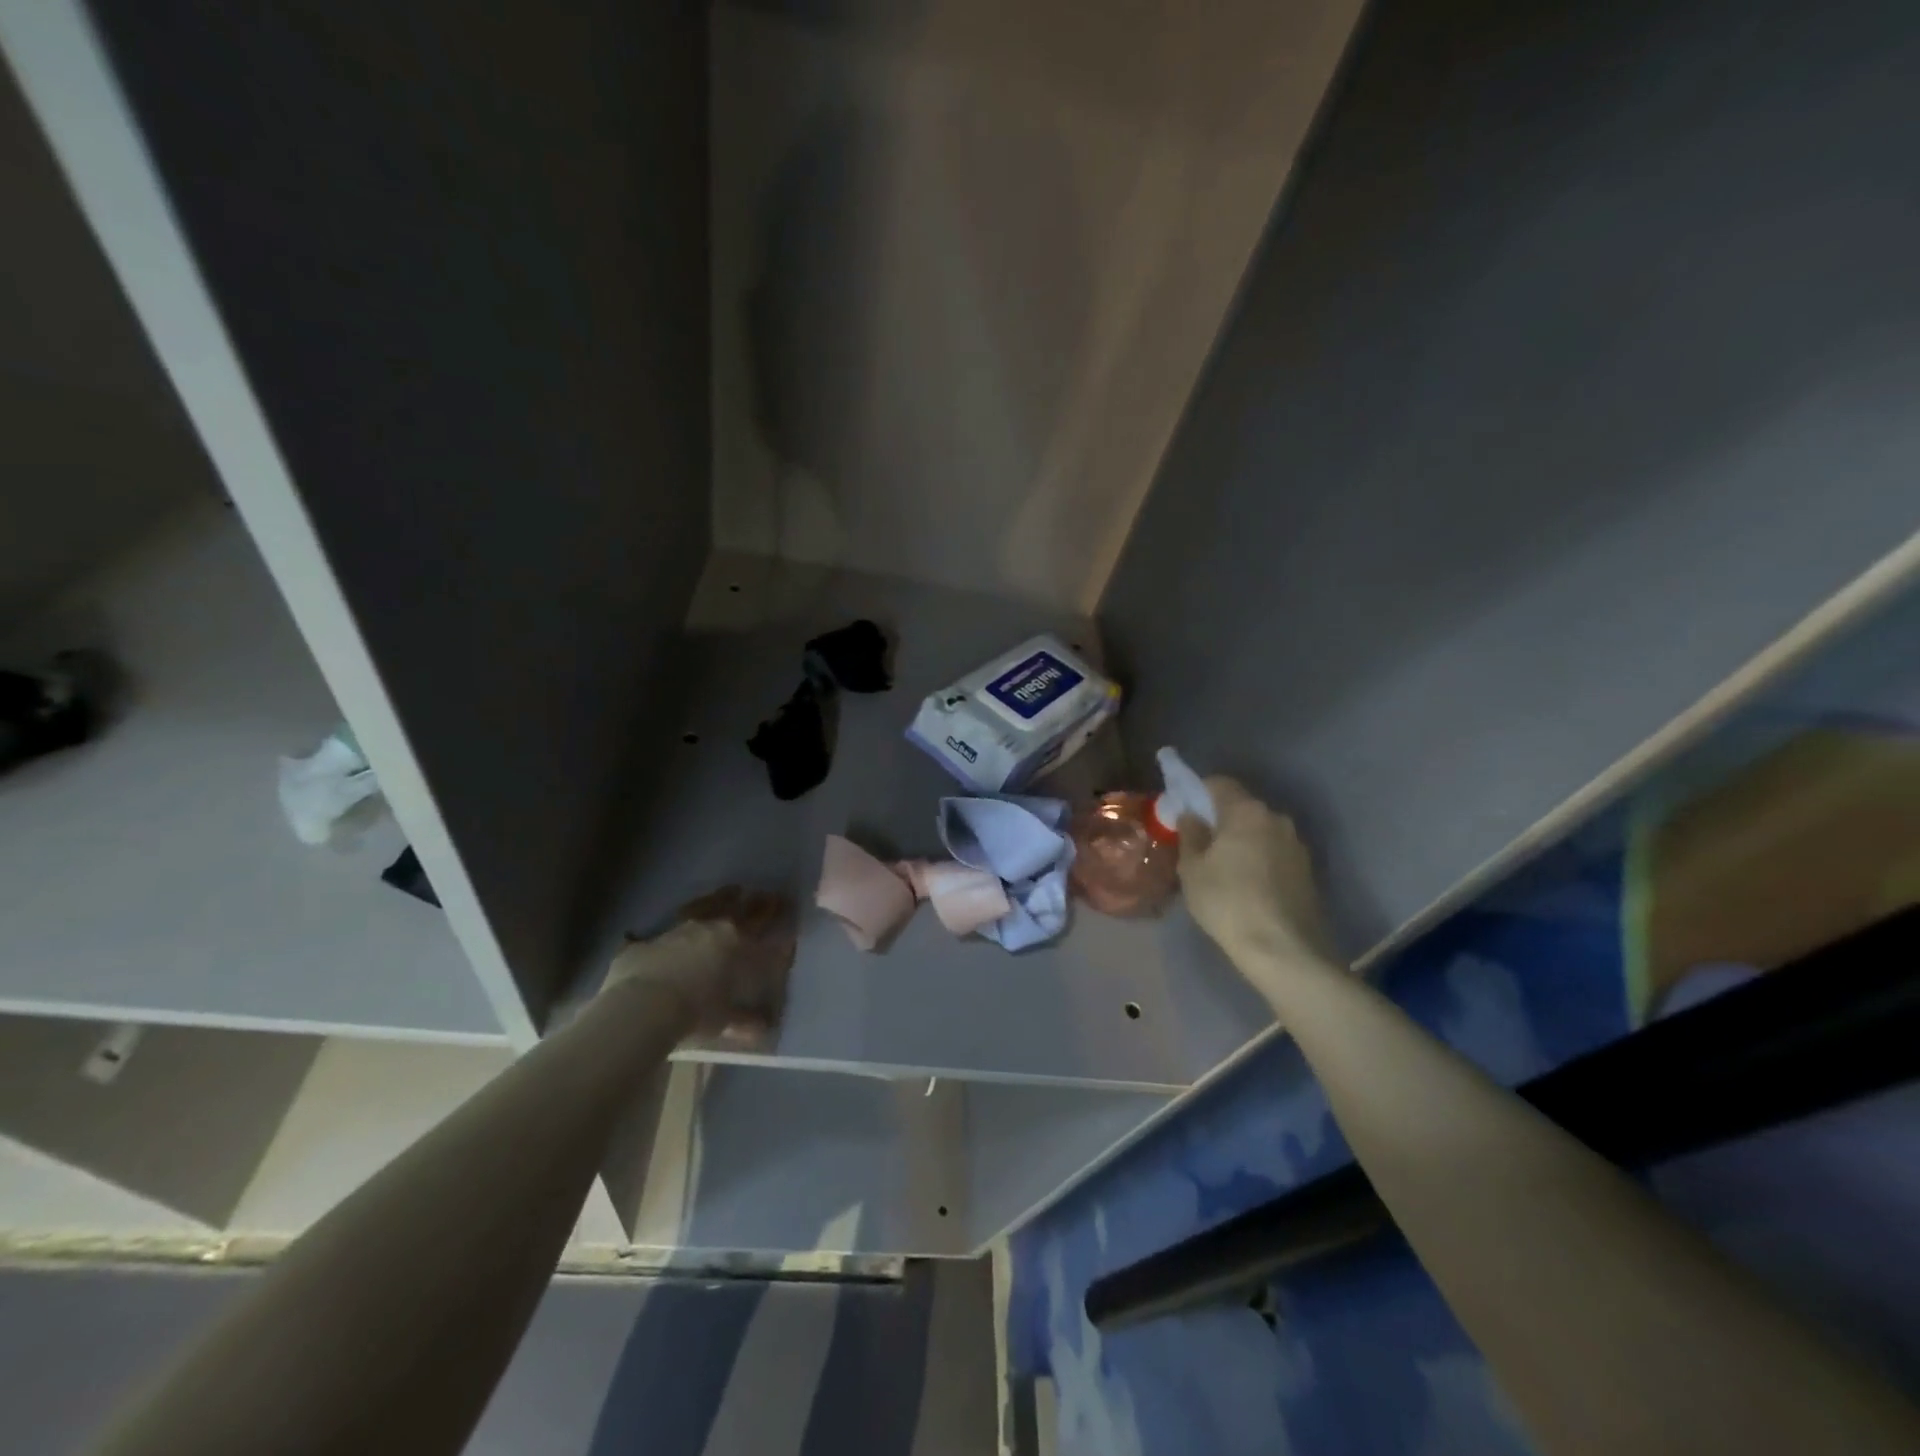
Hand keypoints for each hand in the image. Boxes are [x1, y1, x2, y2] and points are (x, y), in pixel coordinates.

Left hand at [605, 887, 796, 1046]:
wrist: (643, 1005)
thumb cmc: (695, 1012)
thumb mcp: (725, 1020)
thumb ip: (746, 1021)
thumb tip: (764, 1029)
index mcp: (737, 943)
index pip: (763, 922)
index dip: (776, 912)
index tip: (786, 903)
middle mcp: (712, 928)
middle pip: (738, 906)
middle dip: (754, 901)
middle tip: (764, 894)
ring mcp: (680, 929)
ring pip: (706, 905)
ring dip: (720, 898)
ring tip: (731, 891)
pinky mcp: (651, 938)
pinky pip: (670, 924)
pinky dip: (680, 921)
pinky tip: (679, 920)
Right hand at [1178, 777, 1340, 986]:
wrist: (1284, 950)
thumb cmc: (1228, 902)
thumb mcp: (1193, 869)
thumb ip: (1190, 834)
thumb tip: (1191, 815)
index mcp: (1246, 811)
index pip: (1219, 783)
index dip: (1198, 792)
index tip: (1184, 812)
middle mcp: (1276, 818)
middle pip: (1242, 806)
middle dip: (1220, 818)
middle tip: (1200, 843)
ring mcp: (1296, 844)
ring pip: (1260, 830)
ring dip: (1241, 840)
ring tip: (1224, 868)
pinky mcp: (1307, 869)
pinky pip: (1274, 852)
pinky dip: (1258, 858)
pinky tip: (1247, 885)